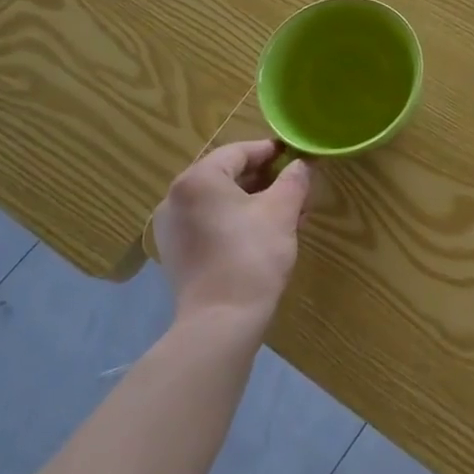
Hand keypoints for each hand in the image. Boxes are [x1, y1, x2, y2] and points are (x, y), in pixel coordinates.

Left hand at [152, 140, 312, 329]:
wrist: (221, 322)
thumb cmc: (252, 255)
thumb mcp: (282, 211)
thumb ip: (294, 180)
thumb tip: (302, 164)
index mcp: (198, 179)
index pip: (239, 152)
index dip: (270, 151)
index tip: (295, 155)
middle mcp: (176, 197)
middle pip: (226, 175)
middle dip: (264, 179)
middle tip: (295, 186)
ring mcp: (172, 227)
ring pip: (219, 201)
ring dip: (252, 201)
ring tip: (286, 213)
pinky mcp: (175, 253)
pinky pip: (209, 223)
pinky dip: (234, 221)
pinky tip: (263, 234)